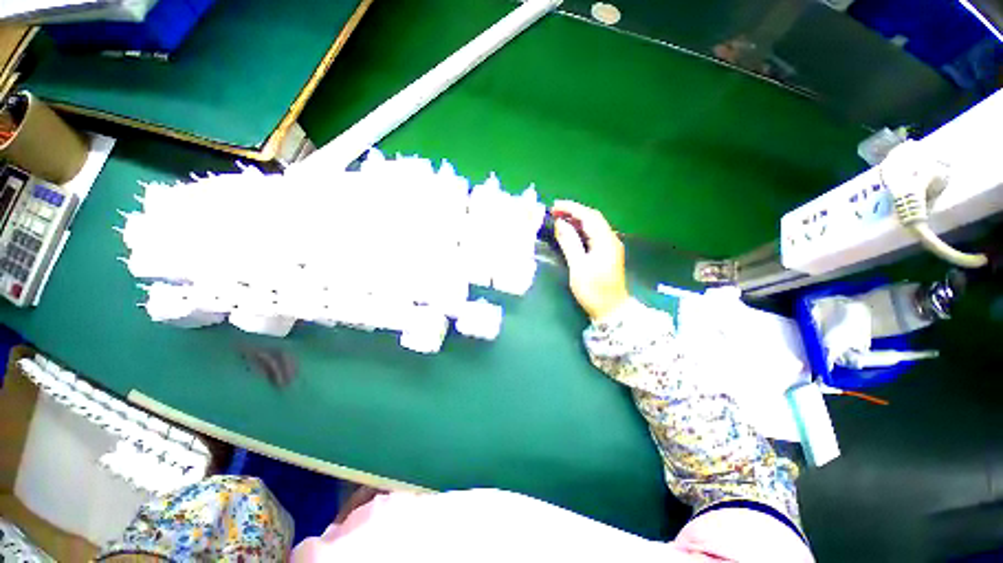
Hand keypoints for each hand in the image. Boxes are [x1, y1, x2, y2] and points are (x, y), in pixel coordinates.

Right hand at [552, 200, 628, 320]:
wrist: (611, 310)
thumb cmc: (594, 291)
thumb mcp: (578, 267)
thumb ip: (569, 244)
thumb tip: (560, 224)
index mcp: (605, 241)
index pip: (589, 216)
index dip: (571, 208)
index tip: (554, 206)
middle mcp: (611, 239)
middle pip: (593, 218)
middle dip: (574, 211)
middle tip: (554, 211)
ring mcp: (611, 246)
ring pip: (594, 226)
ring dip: (577, 220)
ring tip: (559, 219)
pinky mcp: (607, 253)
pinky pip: (594, 234)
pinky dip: (581, 229)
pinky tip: (571, 232)